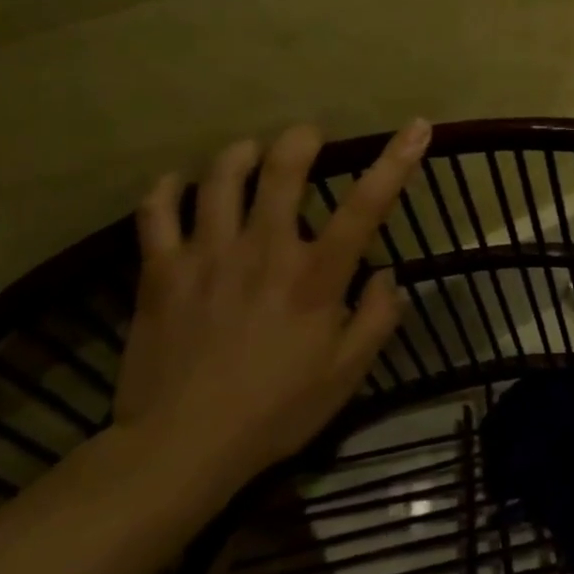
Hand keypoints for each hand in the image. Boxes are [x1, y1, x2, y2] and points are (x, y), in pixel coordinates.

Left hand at [112, 121, 430, 493]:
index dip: (396, 161)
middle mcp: (264, 250)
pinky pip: (156, 212)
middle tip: (308, 137)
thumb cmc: (276, 411)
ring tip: (250, 153)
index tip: (417, 126)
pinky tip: (176, 184)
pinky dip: (166, 189)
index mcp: (315, 277)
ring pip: (220, 177)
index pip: (366, 206)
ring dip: (240, 154)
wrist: (181, 447)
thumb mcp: (346, 375)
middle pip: (282, 169)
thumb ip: (376, 319)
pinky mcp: (161, 272)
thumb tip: (387, 275)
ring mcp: (207, 255)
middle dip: (301, 139)